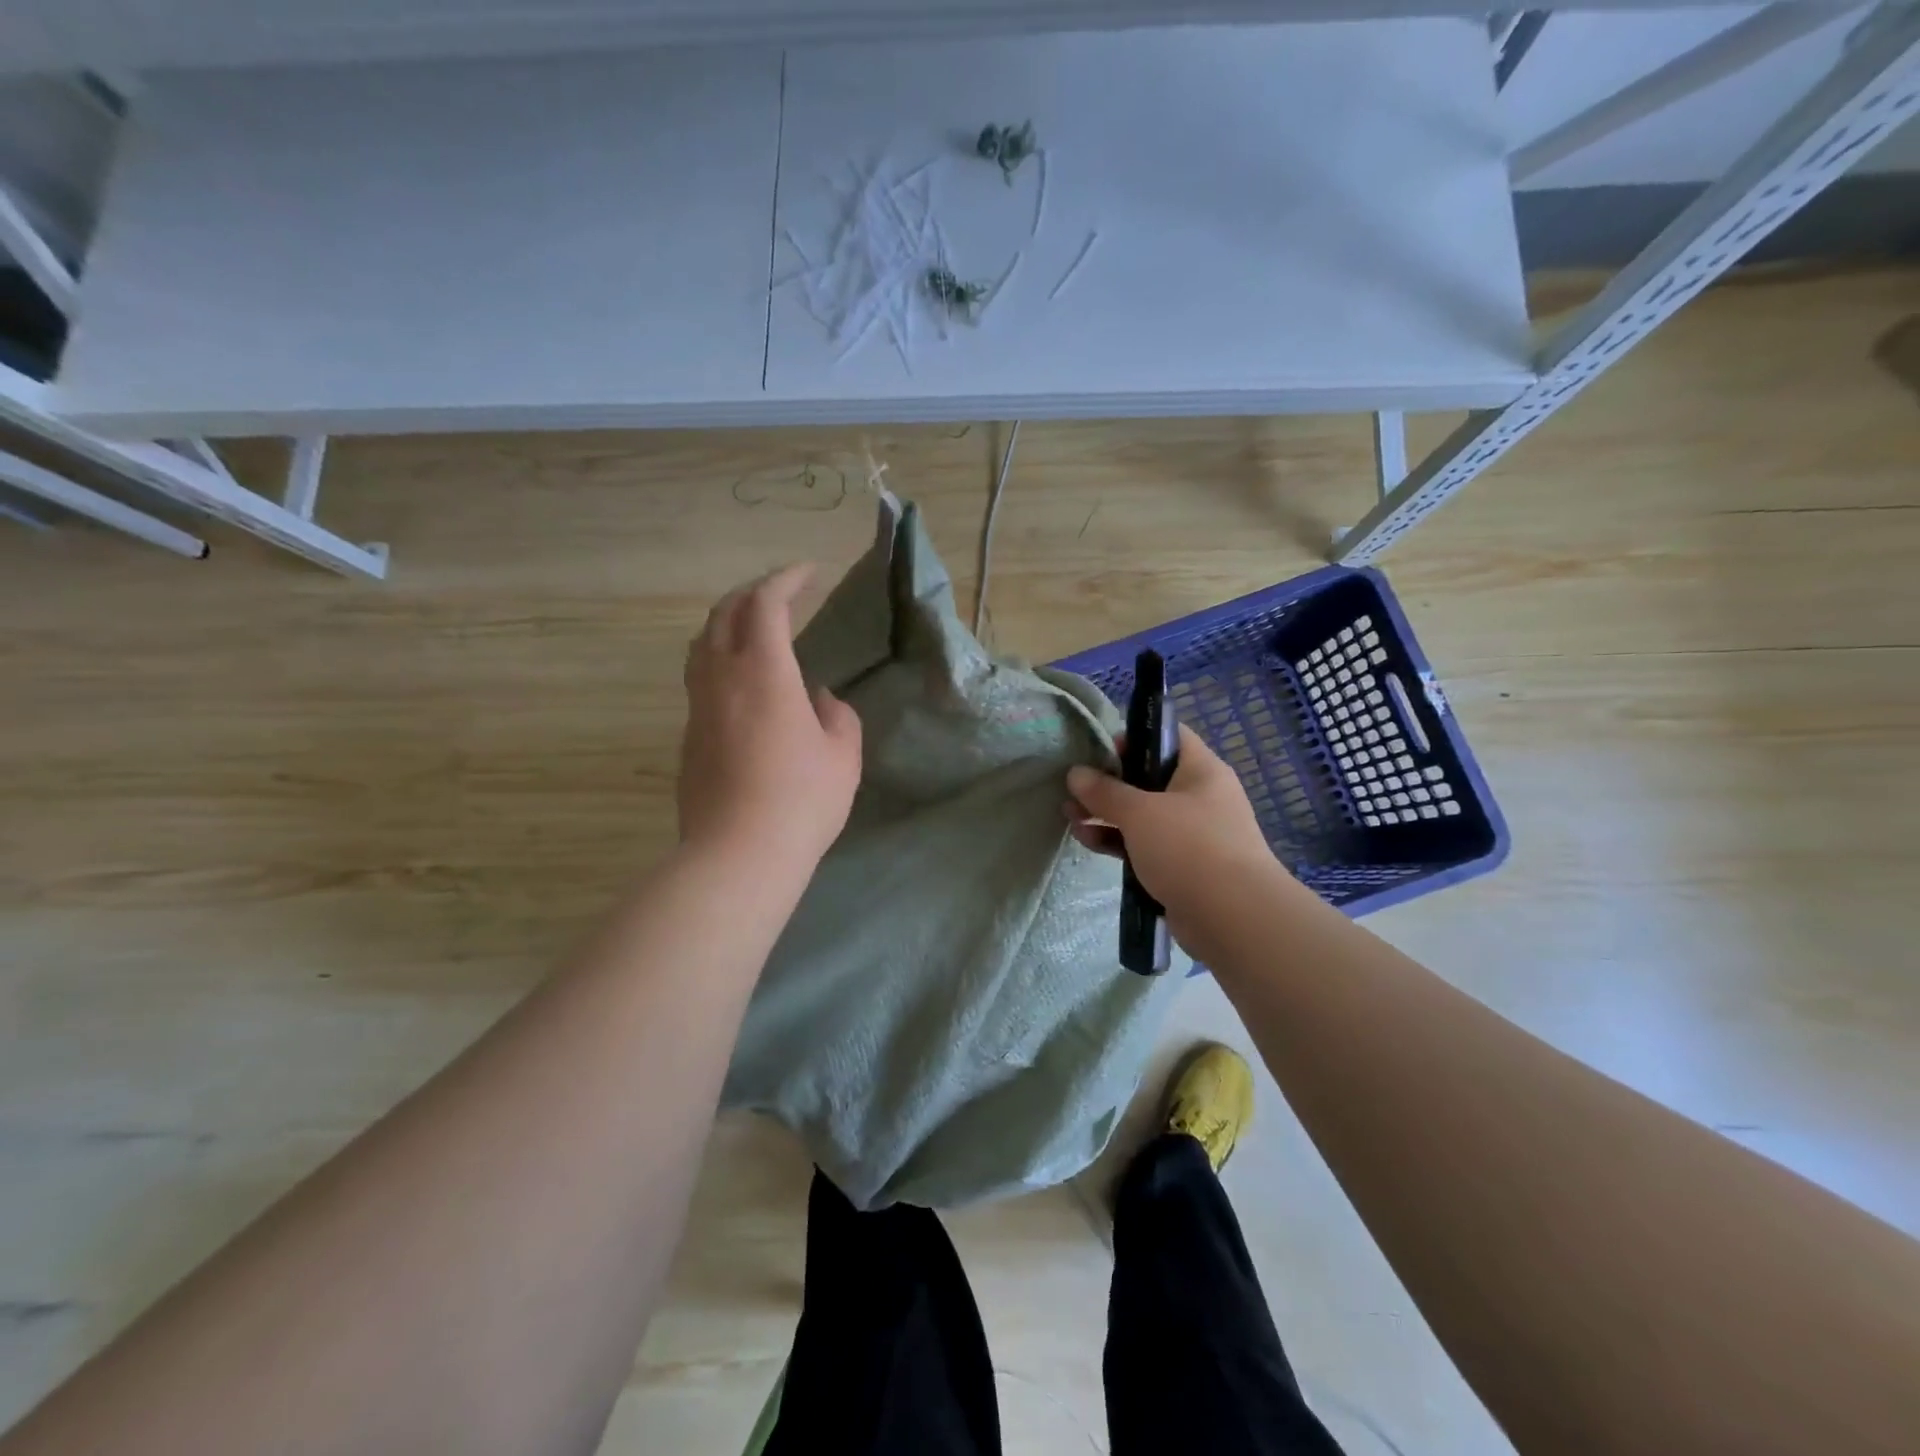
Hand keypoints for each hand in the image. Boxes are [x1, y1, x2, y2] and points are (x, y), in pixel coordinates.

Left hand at [679, 564, 862, 876]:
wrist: (737, 855)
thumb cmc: (801, 801)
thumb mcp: (842, 756)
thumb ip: (837, 717)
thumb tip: (819, 700)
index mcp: (764, 672)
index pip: (766, 604)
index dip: (787, 579)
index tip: (809, 573)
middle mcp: (722, 678)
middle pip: (724, 613)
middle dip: (752, 593)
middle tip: (780, 594)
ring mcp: (698, 707)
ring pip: (702, 644)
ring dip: (727, 624)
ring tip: (753, 630)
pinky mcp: (688, 736)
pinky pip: (700, 678)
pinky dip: (720, 661)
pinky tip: (743, 684)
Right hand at [1065, 726, 1279, 921]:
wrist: (1232, 917)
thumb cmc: (1189, 847)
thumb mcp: (1140, 812)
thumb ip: (1104, 791)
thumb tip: (1075, 773)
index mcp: (1201, 770)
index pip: (1169, 736)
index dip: (1134, 737)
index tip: (1101, 750)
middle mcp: (1200, 797)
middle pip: (1148, 778)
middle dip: (1109, 783)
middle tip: (1074, 788)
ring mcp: (1192, 834)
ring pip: (1143, 815)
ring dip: (1106, 814)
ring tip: (1070, 816)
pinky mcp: (1182, 867)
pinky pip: (1144, 845)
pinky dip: (1118, 842)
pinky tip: (1088, 841)